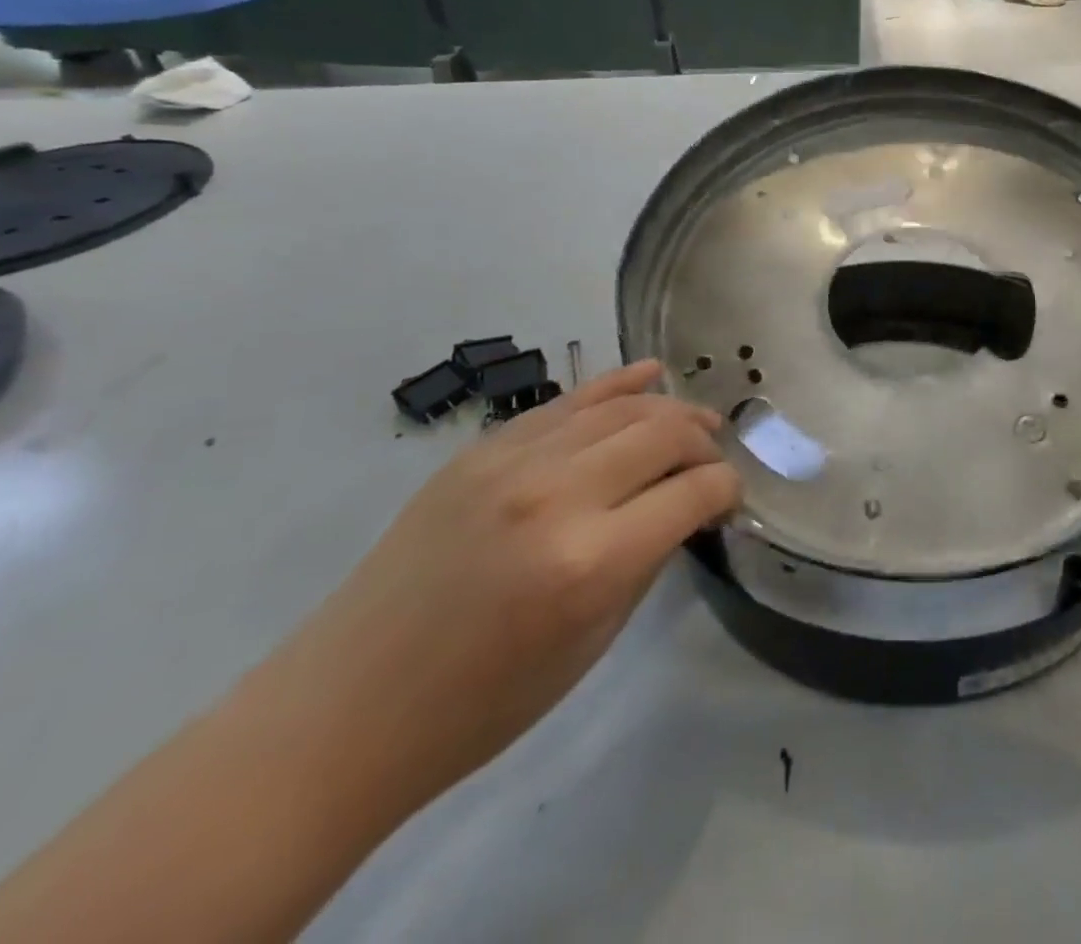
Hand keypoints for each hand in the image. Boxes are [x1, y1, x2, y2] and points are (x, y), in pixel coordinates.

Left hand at [248, 360, 740, 811]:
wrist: (349, 706)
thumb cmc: (481, 702)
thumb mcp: (591, 643)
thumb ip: (647, 559)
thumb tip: (685, 507)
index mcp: (592, 560)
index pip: (694, 492)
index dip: (727, 490)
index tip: (730, 501)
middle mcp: (558, 494)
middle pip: (664, 434)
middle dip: (703, 444)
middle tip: (714, 462)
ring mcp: (514, 461)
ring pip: (621, 407)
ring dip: (670, 410)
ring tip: (696, 422)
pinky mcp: (483, 449)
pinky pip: (567, 401)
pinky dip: (616, 385)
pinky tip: (650, 374)